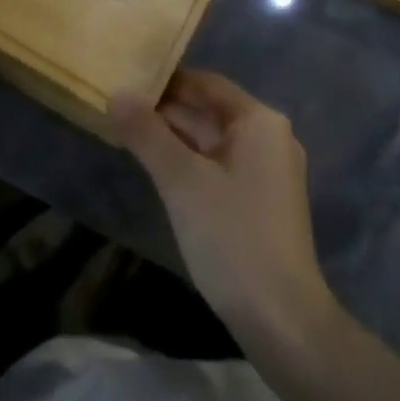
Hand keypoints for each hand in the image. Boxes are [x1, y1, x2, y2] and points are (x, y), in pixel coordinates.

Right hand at [111, 70, 339, 356]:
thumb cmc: (232, 238)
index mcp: (260, 121)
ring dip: (175, 137)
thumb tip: (117, 92)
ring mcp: (269, 171)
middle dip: (167, 109)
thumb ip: (147, 133)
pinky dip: (191, 162)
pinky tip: (159, 168)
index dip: (166, 80)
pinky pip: (220, 165)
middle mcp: (270, 137)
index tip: (125, 79)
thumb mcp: (182, 181)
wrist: (282, 321)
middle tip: (118, 106)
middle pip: (210, 110)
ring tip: (128, 132)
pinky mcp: (263, 201)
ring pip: (213, 140)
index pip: (206, 83)